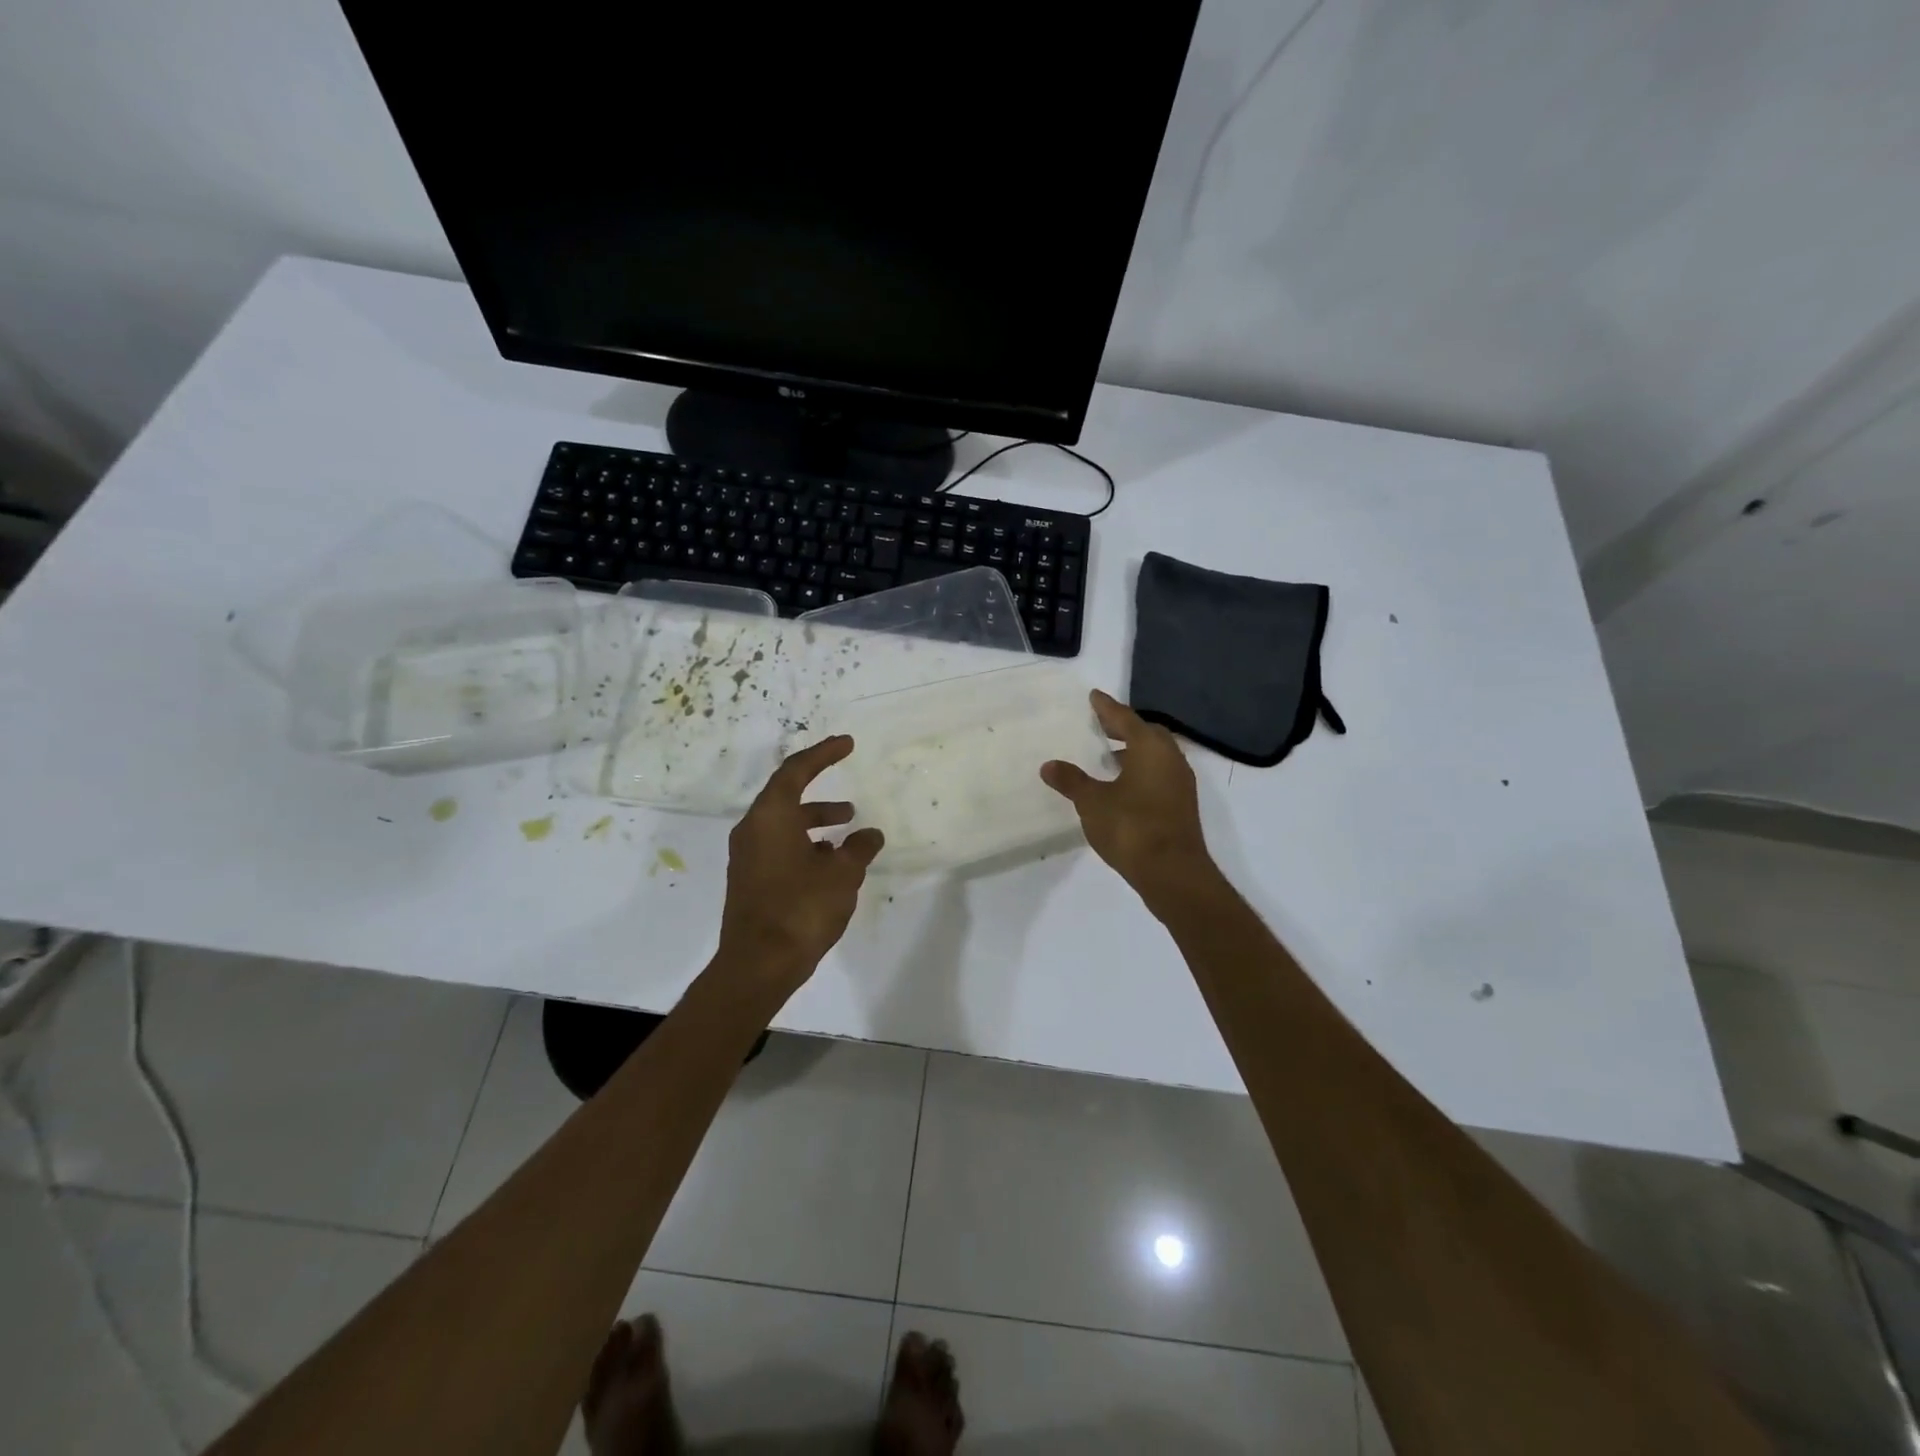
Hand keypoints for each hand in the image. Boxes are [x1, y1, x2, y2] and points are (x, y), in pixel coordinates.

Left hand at [715, 735, 883, 994]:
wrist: (758, 965)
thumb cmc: (801, 909)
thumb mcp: (842, 874)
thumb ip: (858, 849)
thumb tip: (870, 835)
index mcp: (770, 817)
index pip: (796, 771)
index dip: (823, 754)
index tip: (847, 744)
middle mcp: (753, 830)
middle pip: (787, 798)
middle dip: (822, 798)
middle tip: (852, 806)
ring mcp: (748, 858)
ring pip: (785, 827)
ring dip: (816, 826)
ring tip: (848, 835)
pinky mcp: (750, 881)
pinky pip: (779, 849)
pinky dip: (806, 847)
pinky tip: (830, 865)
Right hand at [1041, 691, 1216, 908]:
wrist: (1173, 873)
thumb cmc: (1131, 828)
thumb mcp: (1092, 802)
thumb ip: (1071, 781)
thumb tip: (1049, 765)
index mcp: (1150, 748)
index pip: (1125, 718)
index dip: (1107, 708)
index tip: (1094, 697)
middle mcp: (1170, 758)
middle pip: (1146, 733)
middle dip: (1124, 728)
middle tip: (1101, 726)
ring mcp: (1180, 783)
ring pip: (1156, 755)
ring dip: (1135, 751)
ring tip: (1109, 756)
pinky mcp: (1181, 805)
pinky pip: (1160, 774)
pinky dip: (1142, 770)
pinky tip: (1123, 785)